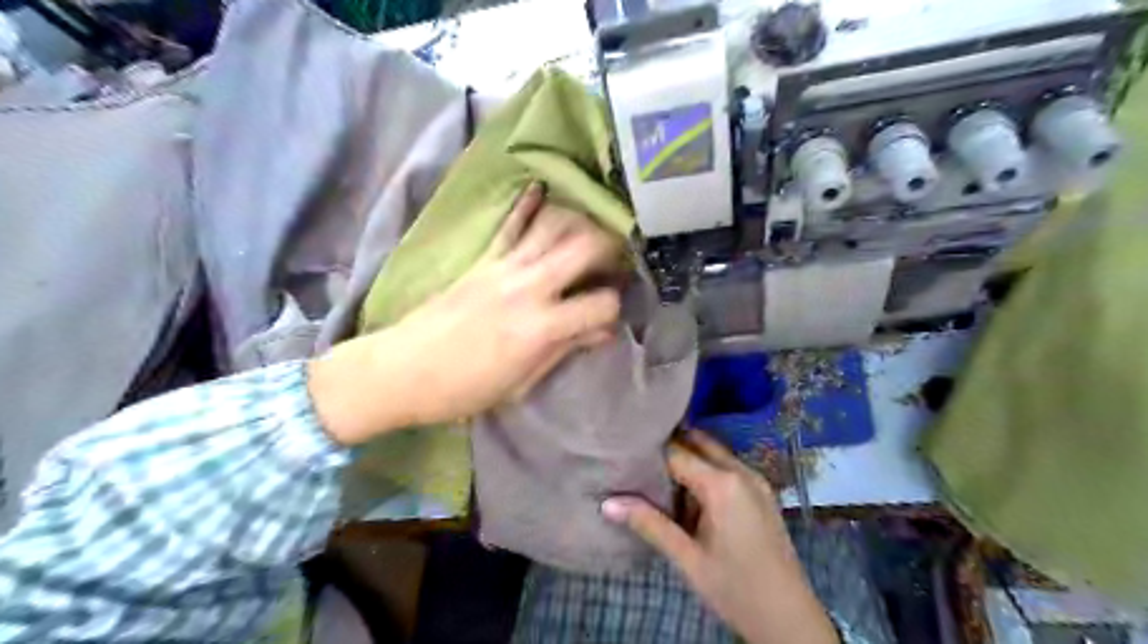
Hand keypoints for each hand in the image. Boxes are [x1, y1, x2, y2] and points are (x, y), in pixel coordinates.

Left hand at [309, 183, 623, 446]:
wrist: (402, 370)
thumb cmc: (464, 389)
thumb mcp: (521, 382)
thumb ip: (564, 349)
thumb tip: (600, 331)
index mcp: (541, 328)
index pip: (600, 304)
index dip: (615, 308)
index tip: (611, 314)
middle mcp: (528, 288)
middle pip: (585, 248)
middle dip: (611, 249)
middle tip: (617, 260)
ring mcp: (504, 267)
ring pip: (554, 226)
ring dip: (580, 223)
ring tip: (592, 232)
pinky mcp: (483, 259)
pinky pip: (511, 224)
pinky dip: (529, 204)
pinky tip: (543, 189)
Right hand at [605, 432, 839, 643]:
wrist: (789, 618)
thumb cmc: (736, 588)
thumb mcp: (688, 558)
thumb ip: (649, 524)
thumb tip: (607, 503)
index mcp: (723, 484)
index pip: (677, 452)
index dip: (650, 452)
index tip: (625, 452)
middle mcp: (741, 471)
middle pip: (698, 442)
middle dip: (670, 445)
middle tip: (638, 456)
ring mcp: (755, 480)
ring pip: (714, 453)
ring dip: (688, 457)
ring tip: (656, 473)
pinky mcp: (761, 492)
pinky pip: (727, 467)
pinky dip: (705, 470)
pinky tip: (687, 492)